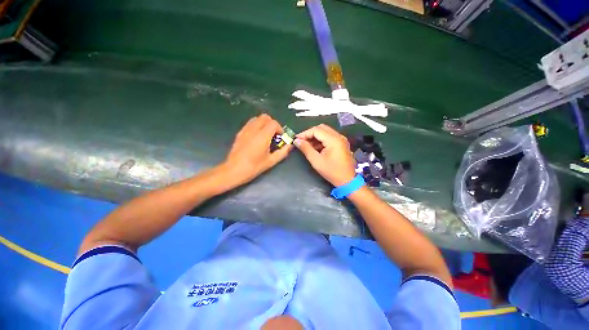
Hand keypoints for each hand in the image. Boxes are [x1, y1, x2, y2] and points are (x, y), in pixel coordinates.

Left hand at [221, 114, 291, 185]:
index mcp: (263, 136)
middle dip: (272, 123)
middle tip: (274, 134)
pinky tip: (256, 137)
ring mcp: (245, 130)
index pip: (274, 123)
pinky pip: (249, 123)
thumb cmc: (254, 167)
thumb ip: (283, 152)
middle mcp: (254, 129)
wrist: (234, 170)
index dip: (280, 128)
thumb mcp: (271, 161)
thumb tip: (290, 145)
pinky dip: (256, 126)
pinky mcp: (239, 133)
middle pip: (265, 117)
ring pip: (256, 118)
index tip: (281, 137)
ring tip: (266, 135)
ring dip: (264, 123)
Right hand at [294, 124, 355, 185]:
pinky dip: (321, 140)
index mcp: (333, 140)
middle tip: (301, 141)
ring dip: (315, 137)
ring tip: (307, 145)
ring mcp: (341, 139)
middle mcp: (338, 136)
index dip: (305, 133)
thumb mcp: (316, 161)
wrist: (348, 181)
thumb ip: (306, 149)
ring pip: (325, 132)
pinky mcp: (341, 143)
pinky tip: (315, 148)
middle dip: (310, 133)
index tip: (296, 139)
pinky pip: (329, 137)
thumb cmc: (332, 172)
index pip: (316, 130)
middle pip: (321, 128)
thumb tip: (297, 141)